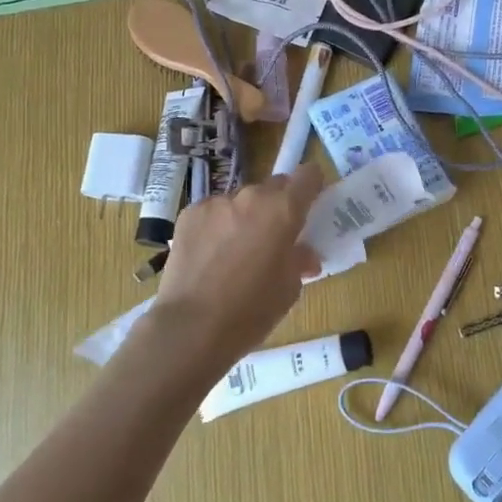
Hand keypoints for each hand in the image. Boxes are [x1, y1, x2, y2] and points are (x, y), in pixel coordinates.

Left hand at [152, 164, 324, 364]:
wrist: (191, 327)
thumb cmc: (251, 310)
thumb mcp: (289, 289)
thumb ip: (299, 260)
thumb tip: (303, 253)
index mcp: (283, 210)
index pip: (308, 175)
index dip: (312, 186)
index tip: (310, 204)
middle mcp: (251, 196)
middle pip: (273, 186)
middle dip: (278, 206)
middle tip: (273, 236)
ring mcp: (217, 202)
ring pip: (241, 201)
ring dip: (245, 217)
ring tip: (235, 251)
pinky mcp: (189, 214)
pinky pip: (213, 212)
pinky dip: (217, 226)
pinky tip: (210, 255)